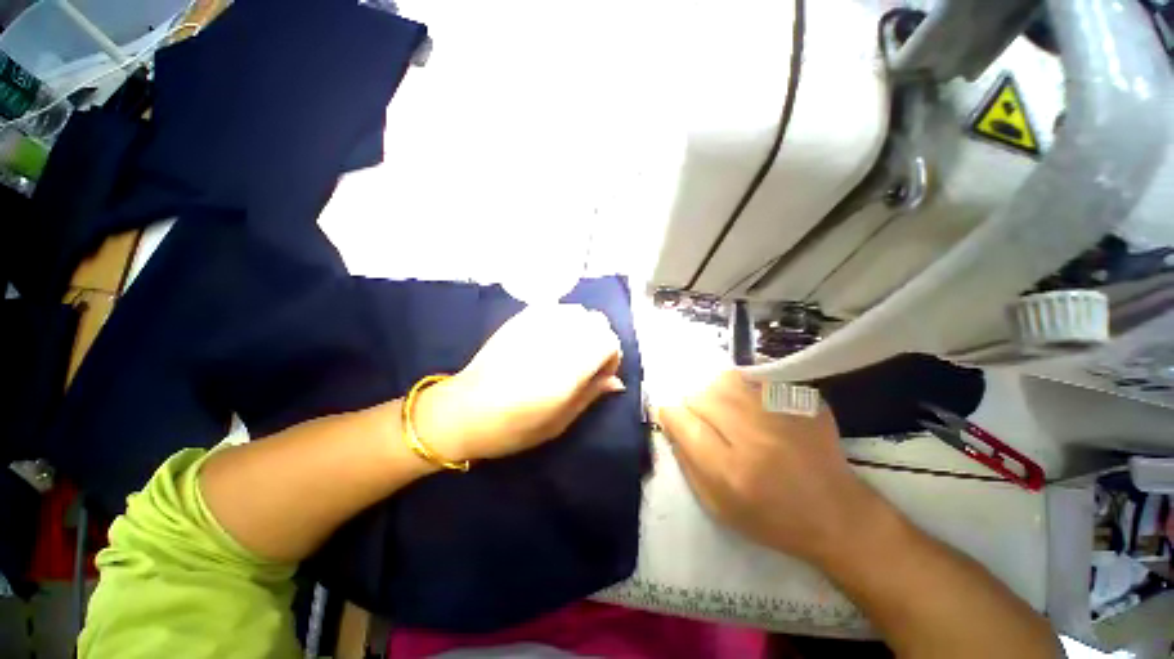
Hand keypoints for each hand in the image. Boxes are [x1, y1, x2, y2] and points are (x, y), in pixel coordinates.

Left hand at [414, 304, 624, 461]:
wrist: (463, 411)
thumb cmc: (514, 426)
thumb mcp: (560, 421)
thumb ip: (591, 394)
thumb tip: (617, 382)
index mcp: (568, 367)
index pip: (609, 342)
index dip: (611, 358)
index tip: (599, 376)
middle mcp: (556, 338)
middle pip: (597, 322)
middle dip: (600, 341)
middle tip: (585, 363)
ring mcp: (536, 323)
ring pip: (577, 311)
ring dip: (582, 328)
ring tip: (567, 350)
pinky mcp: (520, 318)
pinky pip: (555, 308)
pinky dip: (562, 320)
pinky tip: (549, 339)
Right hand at [659, 371, 887, 564]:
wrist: (838, 516)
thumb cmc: (772, 519)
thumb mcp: (717, 507)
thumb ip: (686, 461)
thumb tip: (670, 422)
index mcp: (731, 471)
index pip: (684, 423)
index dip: (671, 416)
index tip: (672, 418)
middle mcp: (755, 438)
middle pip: (702, 397)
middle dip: (694, 406)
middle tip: (704, 421)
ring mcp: (783, 415)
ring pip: (726, 380)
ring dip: (716, 393)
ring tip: (725, 409)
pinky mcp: (802, 403)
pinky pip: (756, 378)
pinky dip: (744, 386)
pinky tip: (751, 405)